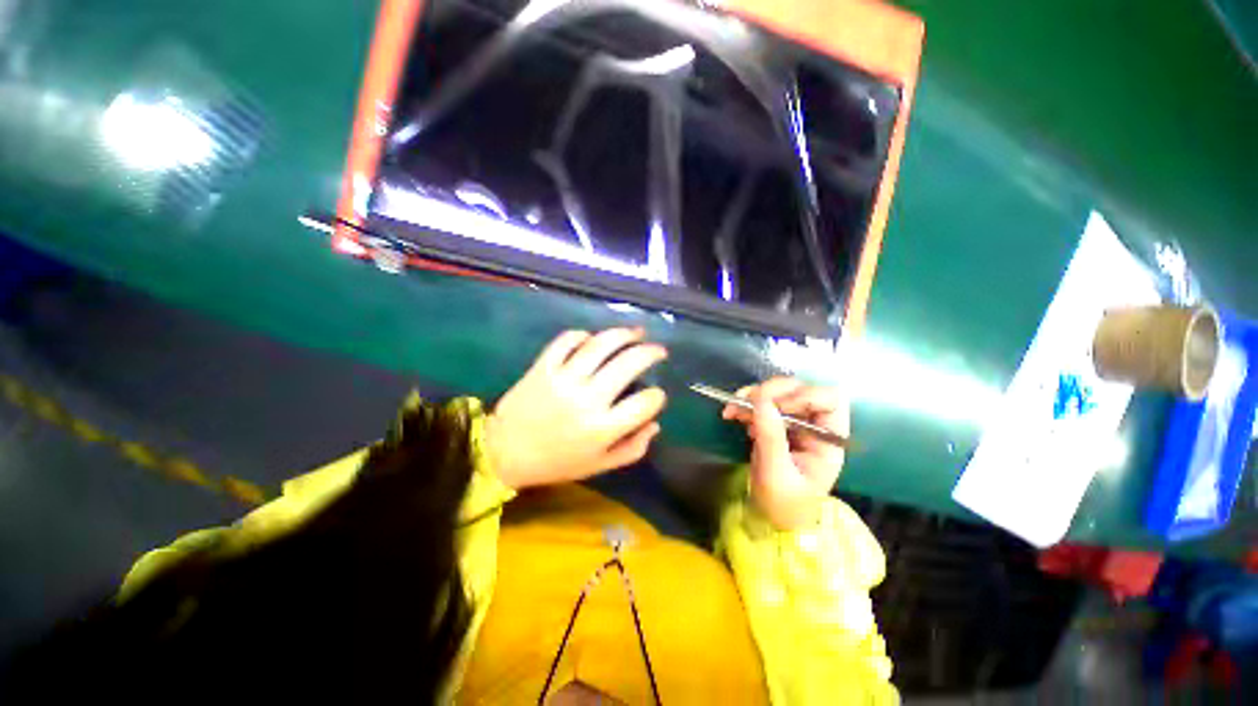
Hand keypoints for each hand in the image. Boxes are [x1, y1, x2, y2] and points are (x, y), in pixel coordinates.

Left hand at [487, 328, 667, 489]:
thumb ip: (632, 449)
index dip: (657, 397)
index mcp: (602, 428)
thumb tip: (655, 423)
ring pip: (600, 345)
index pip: (645, 403)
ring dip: (623, 334)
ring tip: (635, 333)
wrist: (505, 452)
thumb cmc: (557, 462)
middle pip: (628, 364)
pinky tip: (591, 338)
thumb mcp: (599, 465)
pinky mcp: (543, 367)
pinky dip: (582, 335)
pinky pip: (566, 340)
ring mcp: (563, 379)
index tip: (655, 394)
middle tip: (658, 349)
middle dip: (650, 352)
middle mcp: (586, 399)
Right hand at [722, 377, 847, 530]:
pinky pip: (761, 400)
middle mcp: (814, 424)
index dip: (803, 396)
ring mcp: (794, 420)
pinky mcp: (775, 421)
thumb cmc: (782, 503)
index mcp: (828, 439)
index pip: (830, 399)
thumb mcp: (776, 474)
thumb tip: (760, 400)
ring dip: (754, 395)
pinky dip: (745, 402)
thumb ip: (771, 438)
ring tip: (734, 410)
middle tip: (748, 404)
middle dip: (772, 392)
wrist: (770, 517)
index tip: (776, 408)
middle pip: (801, 388)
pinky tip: (733, 414)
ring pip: (779, 390)